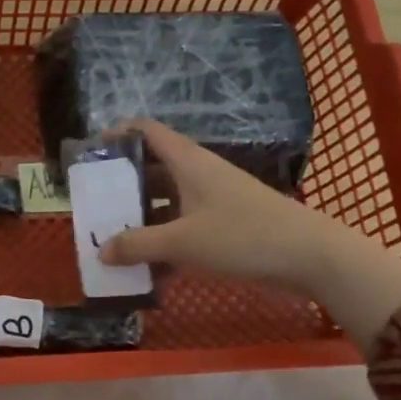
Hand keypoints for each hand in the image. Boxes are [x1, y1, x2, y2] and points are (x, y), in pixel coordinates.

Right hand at [97, 119, 337, 284]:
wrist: (309, 256)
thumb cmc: (242, 236)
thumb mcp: (182, 241)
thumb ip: (138, 245)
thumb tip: (101, 251)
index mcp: (188, 162)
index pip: (147, 131)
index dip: (118, 134)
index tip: (91, 152)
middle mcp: (198, 174)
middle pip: (152, 169)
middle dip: (123, 186)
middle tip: (95, 206)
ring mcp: (213, 199)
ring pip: (167, 201)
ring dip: (142, 218)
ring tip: (114, 239)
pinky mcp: (225, 224)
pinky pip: (184, 225)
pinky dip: (165, 240)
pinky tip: (149, 268)